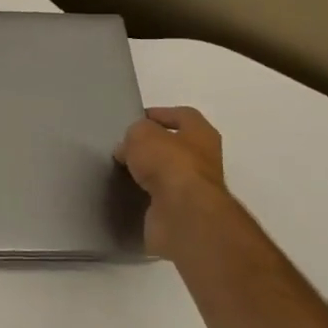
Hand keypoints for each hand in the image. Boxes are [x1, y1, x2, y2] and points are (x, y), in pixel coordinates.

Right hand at [116, 106, 234, 259]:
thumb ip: (135, 134)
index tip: (135, 120)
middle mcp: (204, 160)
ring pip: (168, 174)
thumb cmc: (168, 163)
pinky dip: (146, 195)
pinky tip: (128, 192)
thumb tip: (128, 148)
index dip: (160, 114)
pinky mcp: (183, 212)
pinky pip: (161, 198)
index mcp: (202, 134)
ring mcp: (195, 189)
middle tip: (125, 148)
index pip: (183, 115)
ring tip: (123, 170)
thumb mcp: (142, 134)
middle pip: (176, 146)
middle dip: (152, 147)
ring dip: (149, 173)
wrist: (182, 213)